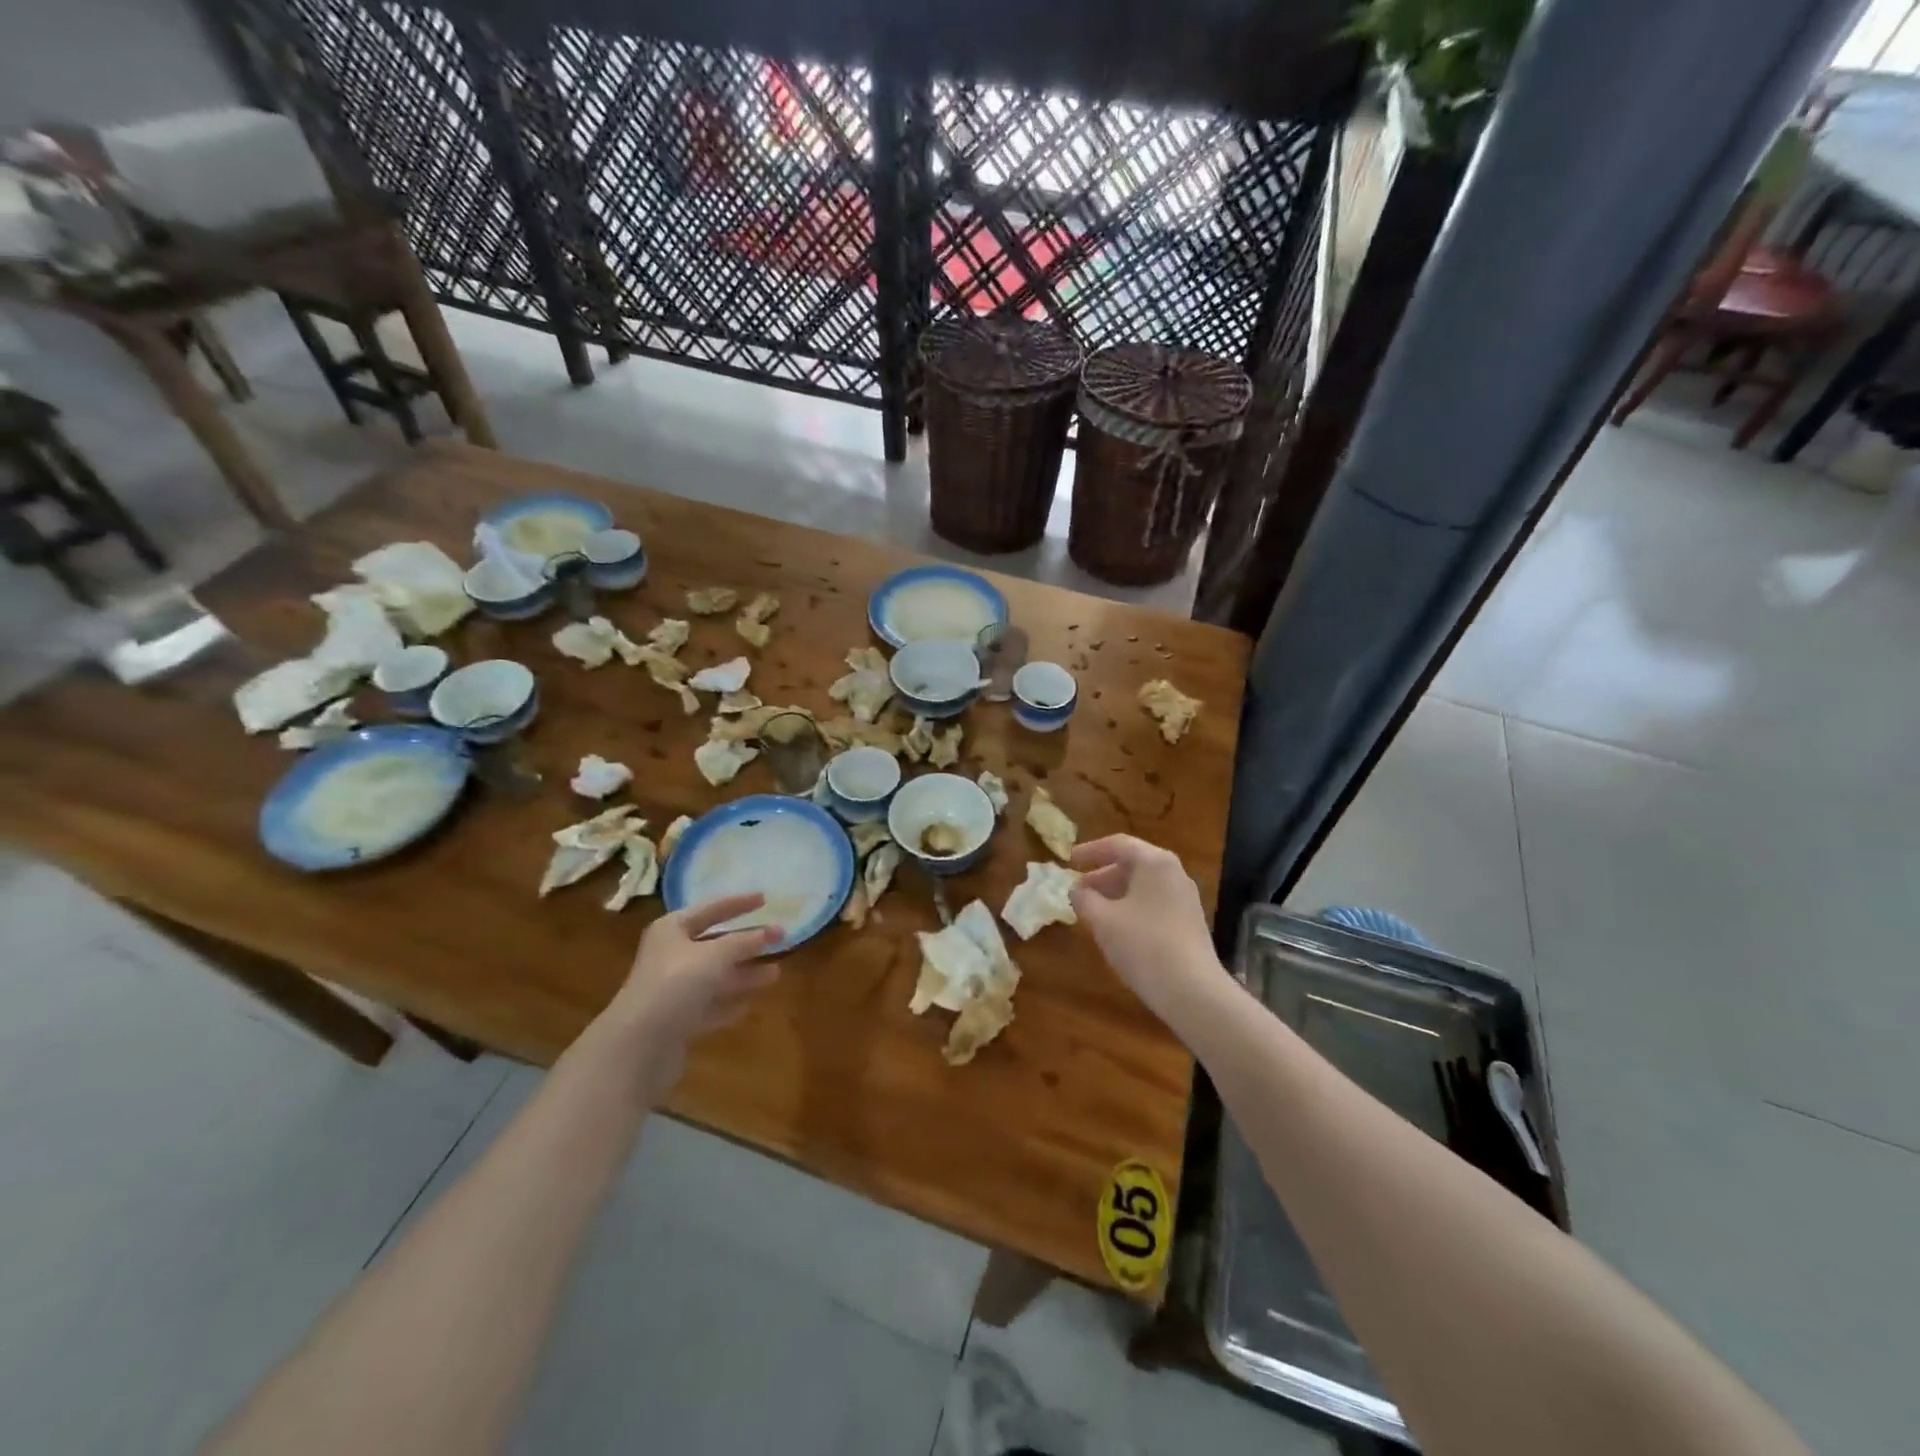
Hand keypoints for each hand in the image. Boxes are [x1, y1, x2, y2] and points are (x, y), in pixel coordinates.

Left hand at [604, 894, 780, 1100]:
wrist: (638, 1046)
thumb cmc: (676, 985)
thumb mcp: (715, 956)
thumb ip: (744, 942)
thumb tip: (770, 932)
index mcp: (672, 930)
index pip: (711, 909)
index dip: (738, 903)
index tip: (765, 899)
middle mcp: (671, 956)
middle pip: (715, 944)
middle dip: (747, 943)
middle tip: (781, 938)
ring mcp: (673, 990)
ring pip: (716, 977)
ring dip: (744, 974)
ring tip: (776, 973)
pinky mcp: (677, 1021)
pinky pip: (710, 1006)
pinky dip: (729, 1002)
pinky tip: (750, 1004)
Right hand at [1070, 836, 1224, 1024]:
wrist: (1193, 991)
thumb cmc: (1143, 945)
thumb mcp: (1103, 920)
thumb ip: (1084, 898)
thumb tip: (1076, 889)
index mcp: (1154, 862)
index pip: (1117, 844)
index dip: (1090, 851)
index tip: (1069, 860)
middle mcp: (1174, 872)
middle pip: (1132, 864)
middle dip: (1101, 875)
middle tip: (1077, 890)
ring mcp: (1185, 898)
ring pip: (1143, 885)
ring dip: (1115, 893)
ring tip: (1092, 910)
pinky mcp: (1189, 921)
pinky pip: (1154, 902)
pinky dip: (1131, 906)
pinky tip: (1117, 928)